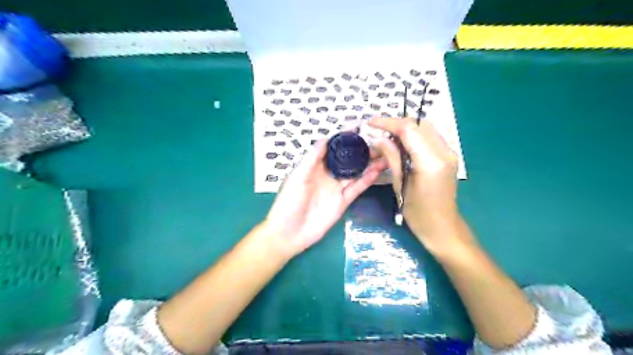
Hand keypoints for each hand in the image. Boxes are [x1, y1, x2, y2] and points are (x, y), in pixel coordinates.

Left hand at [264, 139, 385, 256]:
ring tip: (384, 153)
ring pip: (356, 173)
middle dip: (361, 150)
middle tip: (378, 140)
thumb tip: (325, 138)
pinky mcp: (343, 201)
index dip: (345, 138)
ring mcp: (336, 188)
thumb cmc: (288, 202)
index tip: (359, 127)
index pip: (332, 148)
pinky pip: (357, 188)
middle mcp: (328, 175)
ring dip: (369, 163)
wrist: (289, 233)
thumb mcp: (297, 177)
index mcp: (315, 166)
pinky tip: (377, 170)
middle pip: (347, 160)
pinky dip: (367, 180)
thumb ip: (312, 159)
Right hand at [366, 118, 462, 253]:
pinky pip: (429, 137)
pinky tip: (401, 145)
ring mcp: (449, 153)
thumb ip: (391, 157)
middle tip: (378, 131)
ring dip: (405, 129)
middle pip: (419, 124)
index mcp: (430, 161)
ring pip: (425, 128)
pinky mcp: (448, 156)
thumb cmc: (418, 213)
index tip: (370, 123)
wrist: (442, 227)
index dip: (388, 123)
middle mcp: (444, 152)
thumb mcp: (400, 185)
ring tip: (387, 138)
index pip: (408, 130)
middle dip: (396, 124)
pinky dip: (414, 136)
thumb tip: (378, 139)